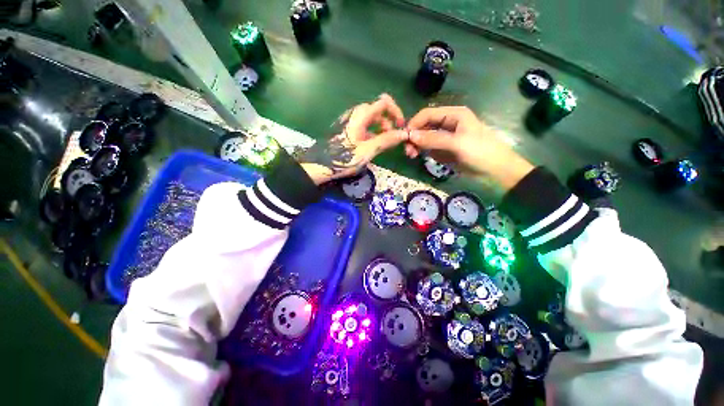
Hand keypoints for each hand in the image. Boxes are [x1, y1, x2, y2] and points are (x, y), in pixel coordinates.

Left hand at [301, 94, 406, 183]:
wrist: (320, 165)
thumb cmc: (344, 157)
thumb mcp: (368, 150)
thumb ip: (386, 140)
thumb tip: (405, 134)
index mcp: (361, 115)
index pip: (384, 102)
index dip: (396, 112)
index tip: (401, 127)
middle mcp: (356, 114)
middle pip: (378, 111)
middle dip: (389, 122)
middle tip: (393, 139)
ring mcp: (351, 122)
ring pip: (371, 120)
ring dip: (382, 129)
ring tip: (385, 144)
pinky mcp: (348, 130)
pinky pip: (365, 127)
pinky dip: (373, 133)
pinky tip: (373, 146)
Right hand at [406, 106, 533, 190]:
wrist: (497, 171)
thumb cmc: (481, 152)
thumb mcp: (457, 144)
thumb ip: (433, 139)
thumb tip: (410, 136)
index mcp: (454, 115)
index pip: (428, 114)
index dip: (414, 124)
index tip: (404, 138)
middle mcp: (448, 123)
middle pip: (425, 126)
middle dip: (415, 137)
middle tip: (408, 151)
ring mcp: (446, 137)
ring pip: (426, 138)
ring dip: (417, 145)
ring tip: (412, 156)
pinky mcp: (446, 149)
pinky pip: (430, 148)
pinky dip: (424, 151)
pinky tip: (421, 157)